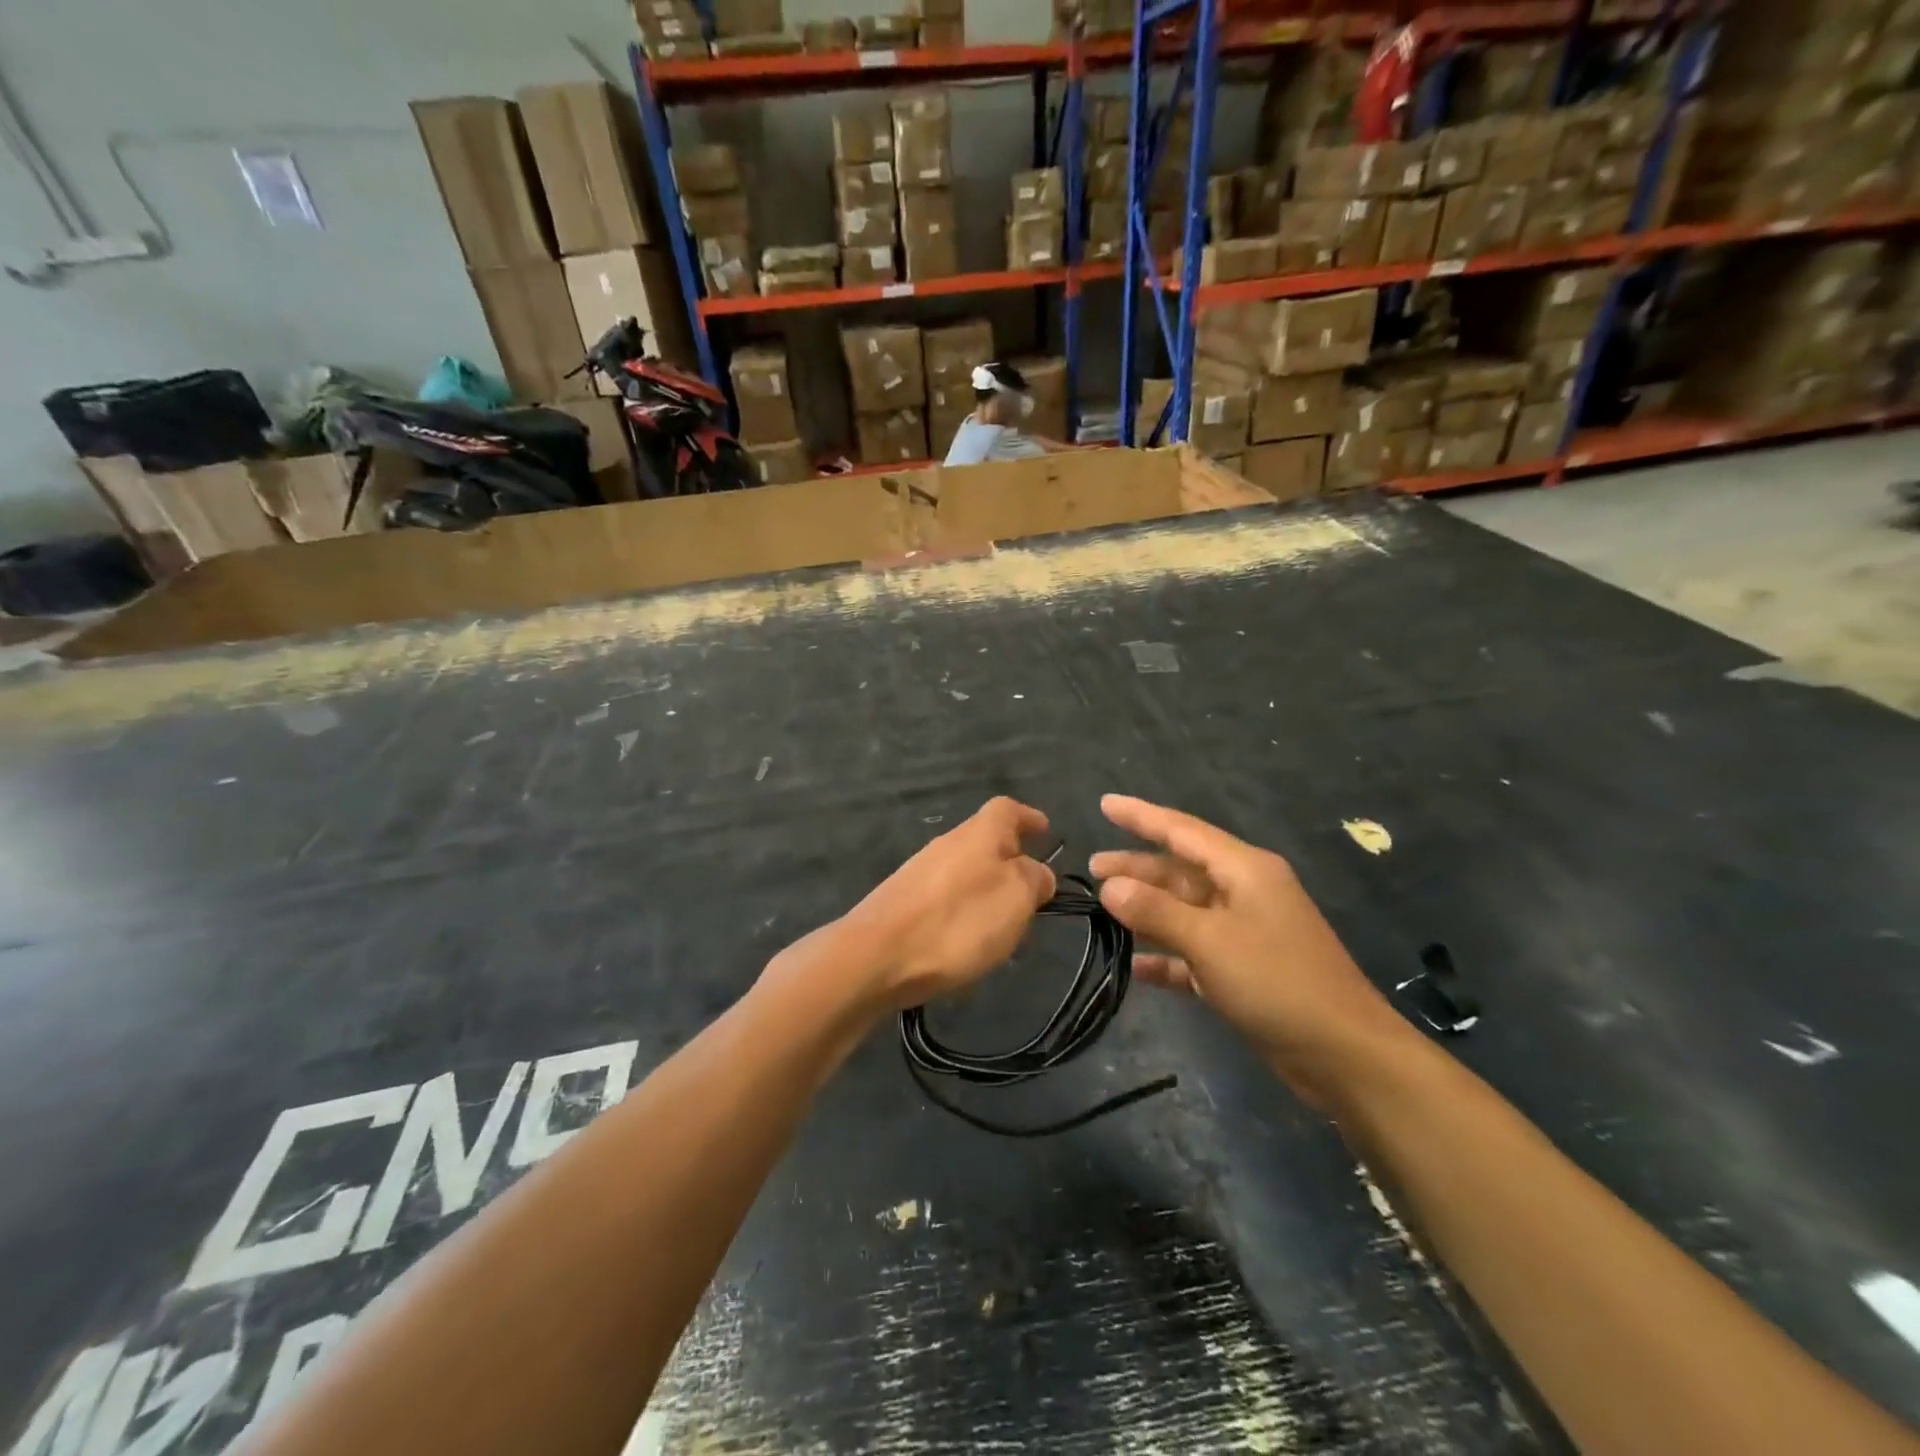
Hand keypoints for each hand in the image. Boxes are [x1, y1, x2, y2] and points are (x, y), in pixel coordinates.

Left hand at [840, 797, 1056, 1010]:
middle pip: (987, 844)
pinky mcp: (903, 902)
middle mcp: (947, 844)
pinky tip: (968, 949)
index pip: (1007, 809)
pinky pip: (947, 901)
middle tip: (1034, 902)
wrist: (876, 956)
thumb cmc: (958, 921)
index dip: (1029, 818)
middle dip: (1013, 869)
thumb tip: (1038, 873)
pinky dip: (966, 917)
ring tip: (1005, 937)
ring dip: (990, 899)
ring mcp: (920, 872)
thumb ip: (1035, 879)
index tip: (1046, 832)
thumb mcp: (1016, 898)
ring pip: (968, 876)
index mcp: (979, 833)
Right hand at [1091, 795, 1415, 1107]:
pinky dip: (1165, 956)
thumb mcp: (1210, 941)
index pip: (1182, 831)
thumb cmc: (1277, 982)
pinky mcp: (1243, 971)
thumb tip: (1109, 886)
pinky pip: (1193, 953)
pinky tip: (1134, 965)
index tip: (1104, 803)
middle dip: (1137, 867)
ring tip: (1102, 908)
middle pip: (1180, 871)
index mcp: (1244, 870)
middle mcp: (1244, 893)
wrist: (1344, 1054)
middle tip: (1091, 868)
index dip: (1141, 816)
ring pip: (1184, 911)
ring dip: (1146, 910)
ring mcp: (1244, 932)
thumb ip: (1156, 910)